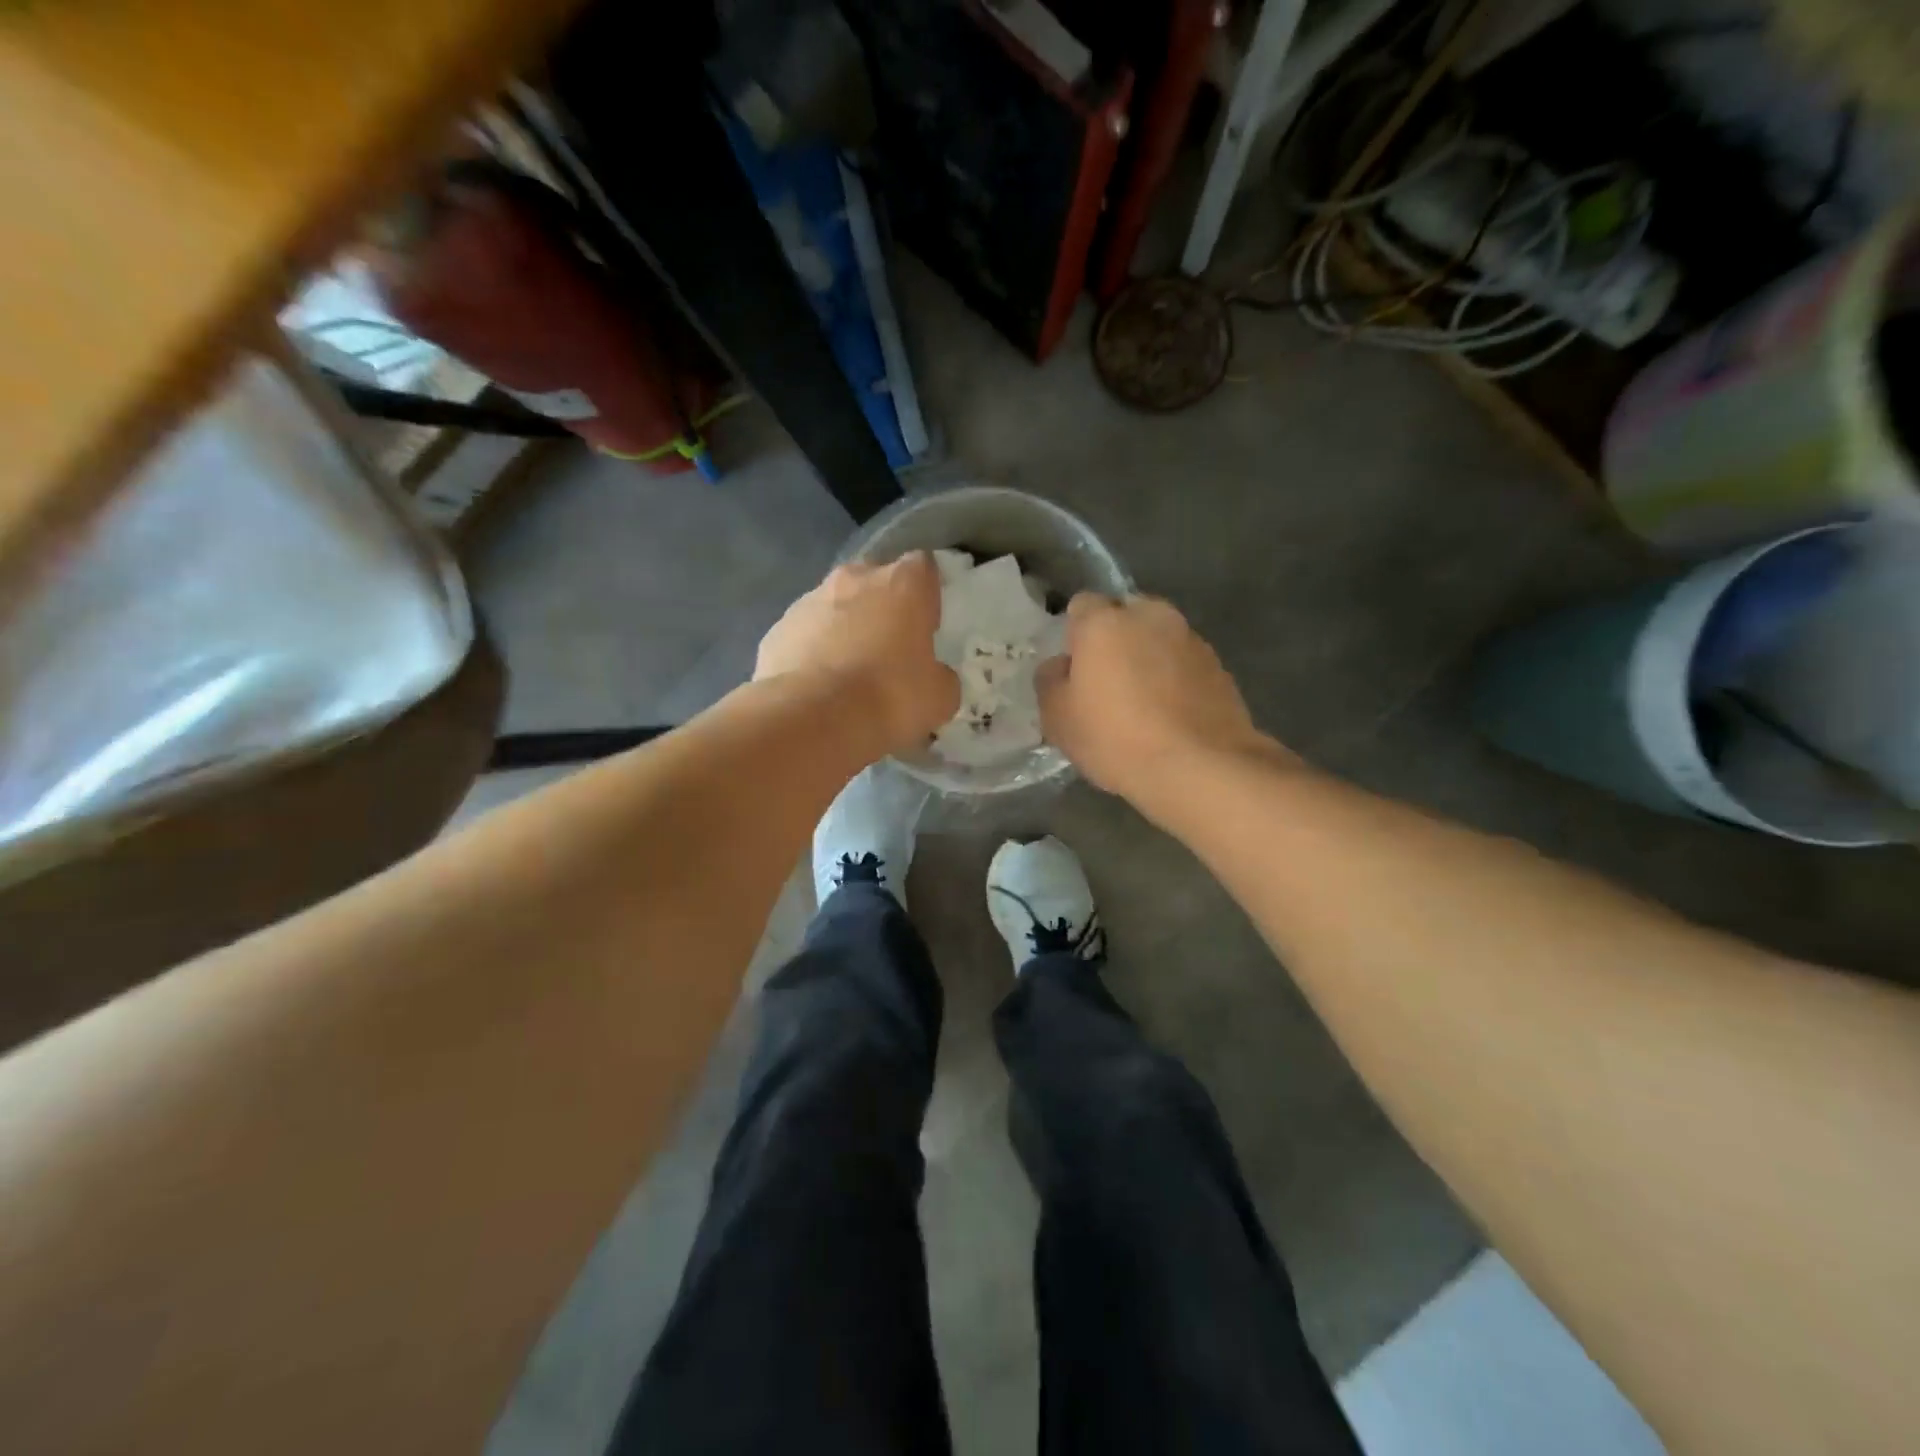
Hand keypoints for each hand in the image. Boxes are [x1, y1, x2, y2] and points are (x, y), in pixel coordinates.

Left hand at [755, 554, 959, 756]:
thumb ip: (940, 676)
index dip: (926, 595)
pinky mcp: (777, 629)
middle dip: (881, 607)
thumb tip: (933, 676)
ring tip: (848, 674)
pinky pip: (804, 634)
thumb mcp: (939, 696)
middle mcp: (855, 578)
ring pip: (834, 605)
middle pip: (874, 580)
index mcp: (903, 583)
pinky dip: (812, 652)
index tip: (926, 625)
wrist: (813, 718)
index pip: (923, 567)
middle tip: (888, 649)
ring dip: (844, 628)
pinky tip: (818, 687)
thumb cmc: (890, 697)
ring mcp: (809, 600)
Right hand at [1039, 594, 1286, 804]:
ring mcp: (1190, 639)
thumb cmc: (1116, 738)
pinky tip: (1171, 718)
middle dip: (1115, 641)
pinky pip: (1184, 665)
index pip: (1082, 606)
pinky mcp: (1219, 667)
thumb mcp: (1058, 719)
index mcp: (1105, 621)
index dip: (1075, 635)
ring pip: (1158, 640)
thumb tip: (1060, 666)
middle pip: (1125, 617)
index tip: (1075, 669)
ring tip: (1143, 706)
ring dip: (1148, 660)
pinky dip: (1175, 680)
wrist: (1200, 768)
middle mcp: (1151, 617)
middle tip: (1107, 685)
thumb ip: (1050, 682)